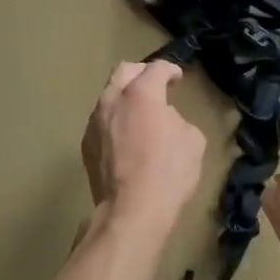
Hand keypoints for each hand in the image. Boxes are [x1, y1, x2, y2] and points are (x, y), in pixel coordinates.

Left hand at [81, 61, 206, 232]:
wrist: (132, 211)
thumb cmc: (169, 173)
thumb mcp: (192, 140)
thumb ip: (177, 120)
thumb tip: (164, 120)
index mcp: (141, 94)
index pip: (156, 68)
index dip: (170, 70)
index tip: (177, 78)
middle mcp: (112, 100)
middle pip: (123, 72)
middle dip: (141, 74)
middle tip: (155, 86)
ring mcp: (94, 122)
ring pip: (108, 97)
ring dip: (125, 99)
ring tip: (140, 115)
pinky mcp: (86, 145)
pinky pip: (102, 122)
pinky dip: (115, 121)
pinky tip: (127, 139)